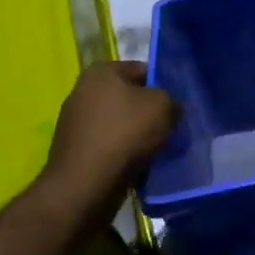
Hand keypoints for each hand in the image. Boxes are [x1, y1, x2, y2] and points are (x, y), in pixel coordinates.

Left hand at [42, 61, 180, 206]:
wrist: (85, 185)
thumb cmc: (124, 135)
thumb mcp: (162, 107)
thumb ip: (172, 100)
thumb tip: (170, 108)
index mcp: (100, 72)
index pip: (141, 69)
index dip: (163, 85)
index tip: (178, 106)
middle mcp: (83, 92)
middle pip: (130, 98)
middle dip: (152, 113)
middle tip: (173, 129)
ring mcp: (76, 123)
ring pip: (121, 124)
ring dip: (140, 136)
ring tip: (161, 151)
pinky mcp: (76, 151)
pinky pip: (110, 146)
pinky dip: (125, 154)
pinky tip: (142, 166)